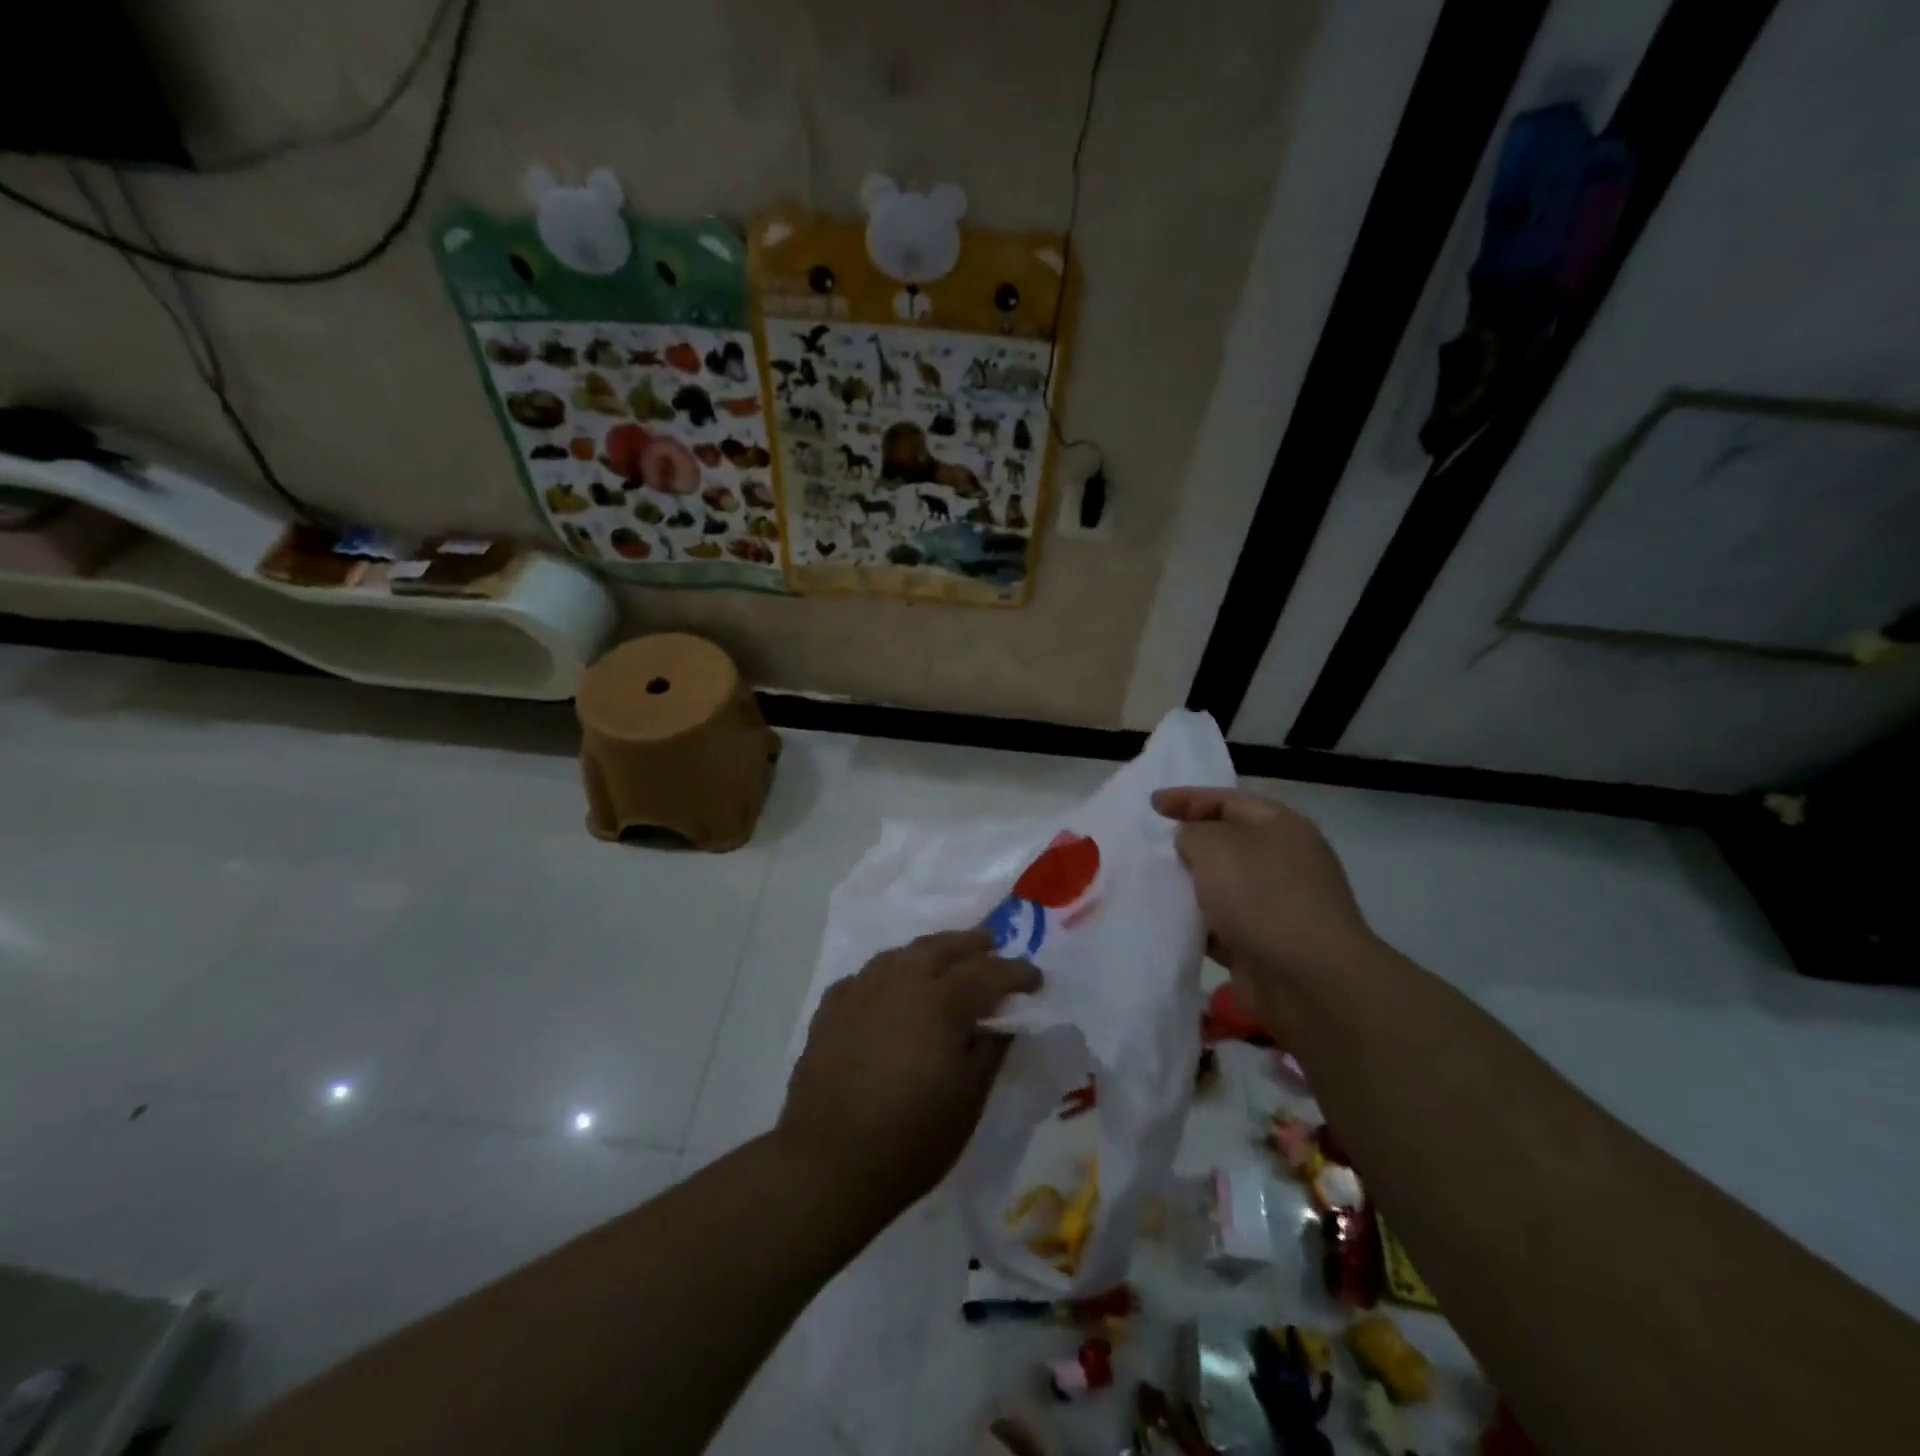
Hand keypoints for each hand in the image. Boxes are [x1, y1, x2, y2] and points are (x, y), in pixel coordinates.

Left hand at [779, 929, 1039, 1216]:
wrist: (827, 1163)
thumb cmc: (910, 1137)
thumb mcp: (968, 1099)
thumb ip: (990, 1051)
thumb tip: (1002, 1022)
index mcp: (940, 1000)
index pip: (988, 973)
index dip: (1016, 973)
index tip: (1036, 978)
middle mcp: (900, 980)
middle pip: (942, 947)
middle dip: (972, 944)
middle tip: (992, 944)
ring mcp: (860, 990)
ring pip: (902, 954)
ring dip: (929, 952)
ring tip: (944, 959)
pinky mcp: (831, 1009)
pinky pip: (867, 977)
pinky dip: (888, 976)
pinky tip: (890, 989)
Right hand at [1153, 786, 1376, 1020]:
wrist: (1309, 980)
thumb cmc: (1262, 897)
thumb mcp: (1215, 847)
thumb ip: (1192, 833)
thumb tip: (1192, 843)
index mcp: (1281, 827)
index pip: (1228, 800)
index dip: (1188, 798)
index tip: (1151, 805)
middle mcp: (1284, 861)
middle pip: (1228, 842)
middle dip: (1190, 843)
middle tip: (1151, 846)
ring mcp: (1277, 905)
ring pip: (1223, 886)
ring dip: (1190, 886)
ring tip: (1151, 884)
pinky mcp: (1265, 943)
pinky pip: (1222, 925)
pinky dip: (1198, 924)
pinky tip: (1169, 924)